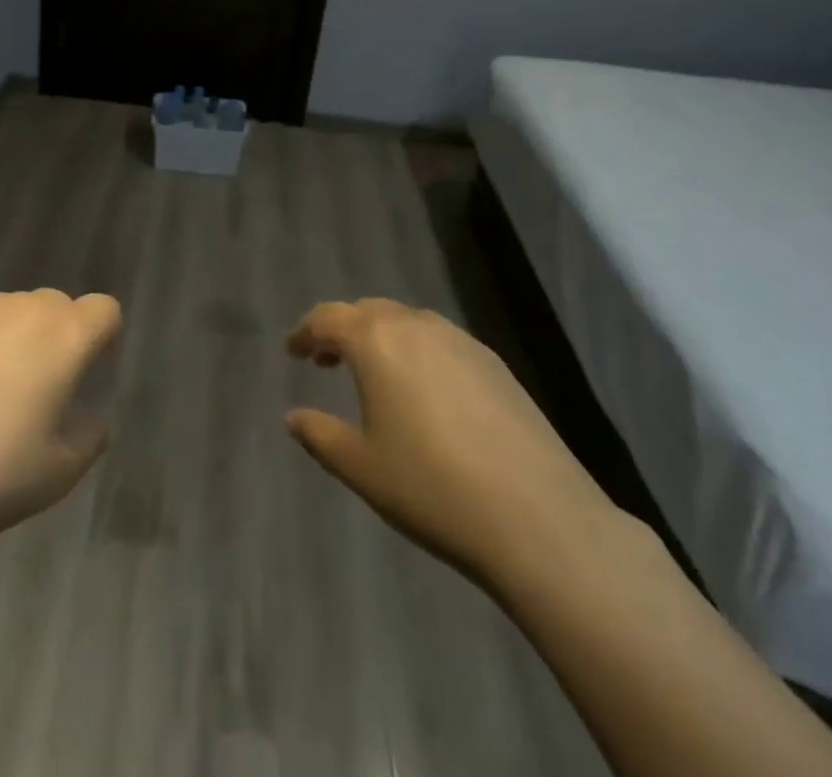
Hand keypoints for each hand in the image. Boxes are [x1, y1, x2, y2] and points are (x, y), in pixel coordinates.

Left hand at [0, 289, 122, 549]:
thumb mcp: (58, 472)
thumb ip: (88, 437)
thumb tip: (89, 420)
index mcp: (66, 336)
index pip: (104, 310)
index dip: (102, 338)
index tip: (86, 374)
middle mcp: (26, 309)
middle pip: (58, 306)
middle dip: (59, 338)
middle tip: (41, 391)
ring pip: (16, 311)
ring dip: (18, 338)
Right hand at [285, 299, 619, 594]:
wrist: (538, 518)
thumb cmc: (431, 488)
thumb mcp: (361, 467)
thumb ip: (319, 435)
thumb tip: (293, 417)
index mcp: (376, 341)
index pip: (328, 318)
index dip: (305, 332)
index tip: (293, 351)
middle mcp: (416, 326)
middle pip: (368, 312)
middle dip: (342, 330)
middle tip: (326, 360)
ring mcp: (461, 341)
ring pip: (407, 323)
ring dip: (381, 338)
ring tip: (374, 374)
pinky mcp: (495, 364)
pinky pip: (441, 341)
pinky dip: (418, 352)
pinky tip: (425, 392)